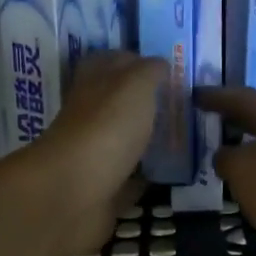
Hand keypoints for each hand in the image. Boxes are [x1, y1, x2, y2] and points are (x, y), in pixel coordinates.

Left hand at [27, 51, 162, 255]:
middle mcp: (88, 118)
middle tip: (179, 104)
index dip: (133, 61)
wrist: (75, 194)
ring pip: (121, 142)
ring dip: (144, 140)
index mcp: (92, 86)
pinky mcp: (102, 192)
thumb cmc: (107, 128)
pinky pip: (127, 180)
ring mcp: (93, 157)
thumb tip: (159, 64)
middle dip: (143, 103)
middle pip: (115, 105)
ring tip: (181, 137)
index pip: (109, 63)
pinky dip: (143, 178)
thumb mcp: (135, 85)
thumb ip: (149, 72)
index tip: (165, 67)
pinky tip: (168, 175)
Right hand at [196, 87, 255, 255]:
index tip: (195, 95)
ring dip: (247, 154)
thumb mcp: (243, 169)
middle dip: (234, 122)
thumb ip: (227, 158)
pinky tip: (248, 194)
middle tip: (206, 124)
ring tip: (222, 162)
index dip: (217, 96)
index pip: (244, 98)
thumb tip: (225, 156)